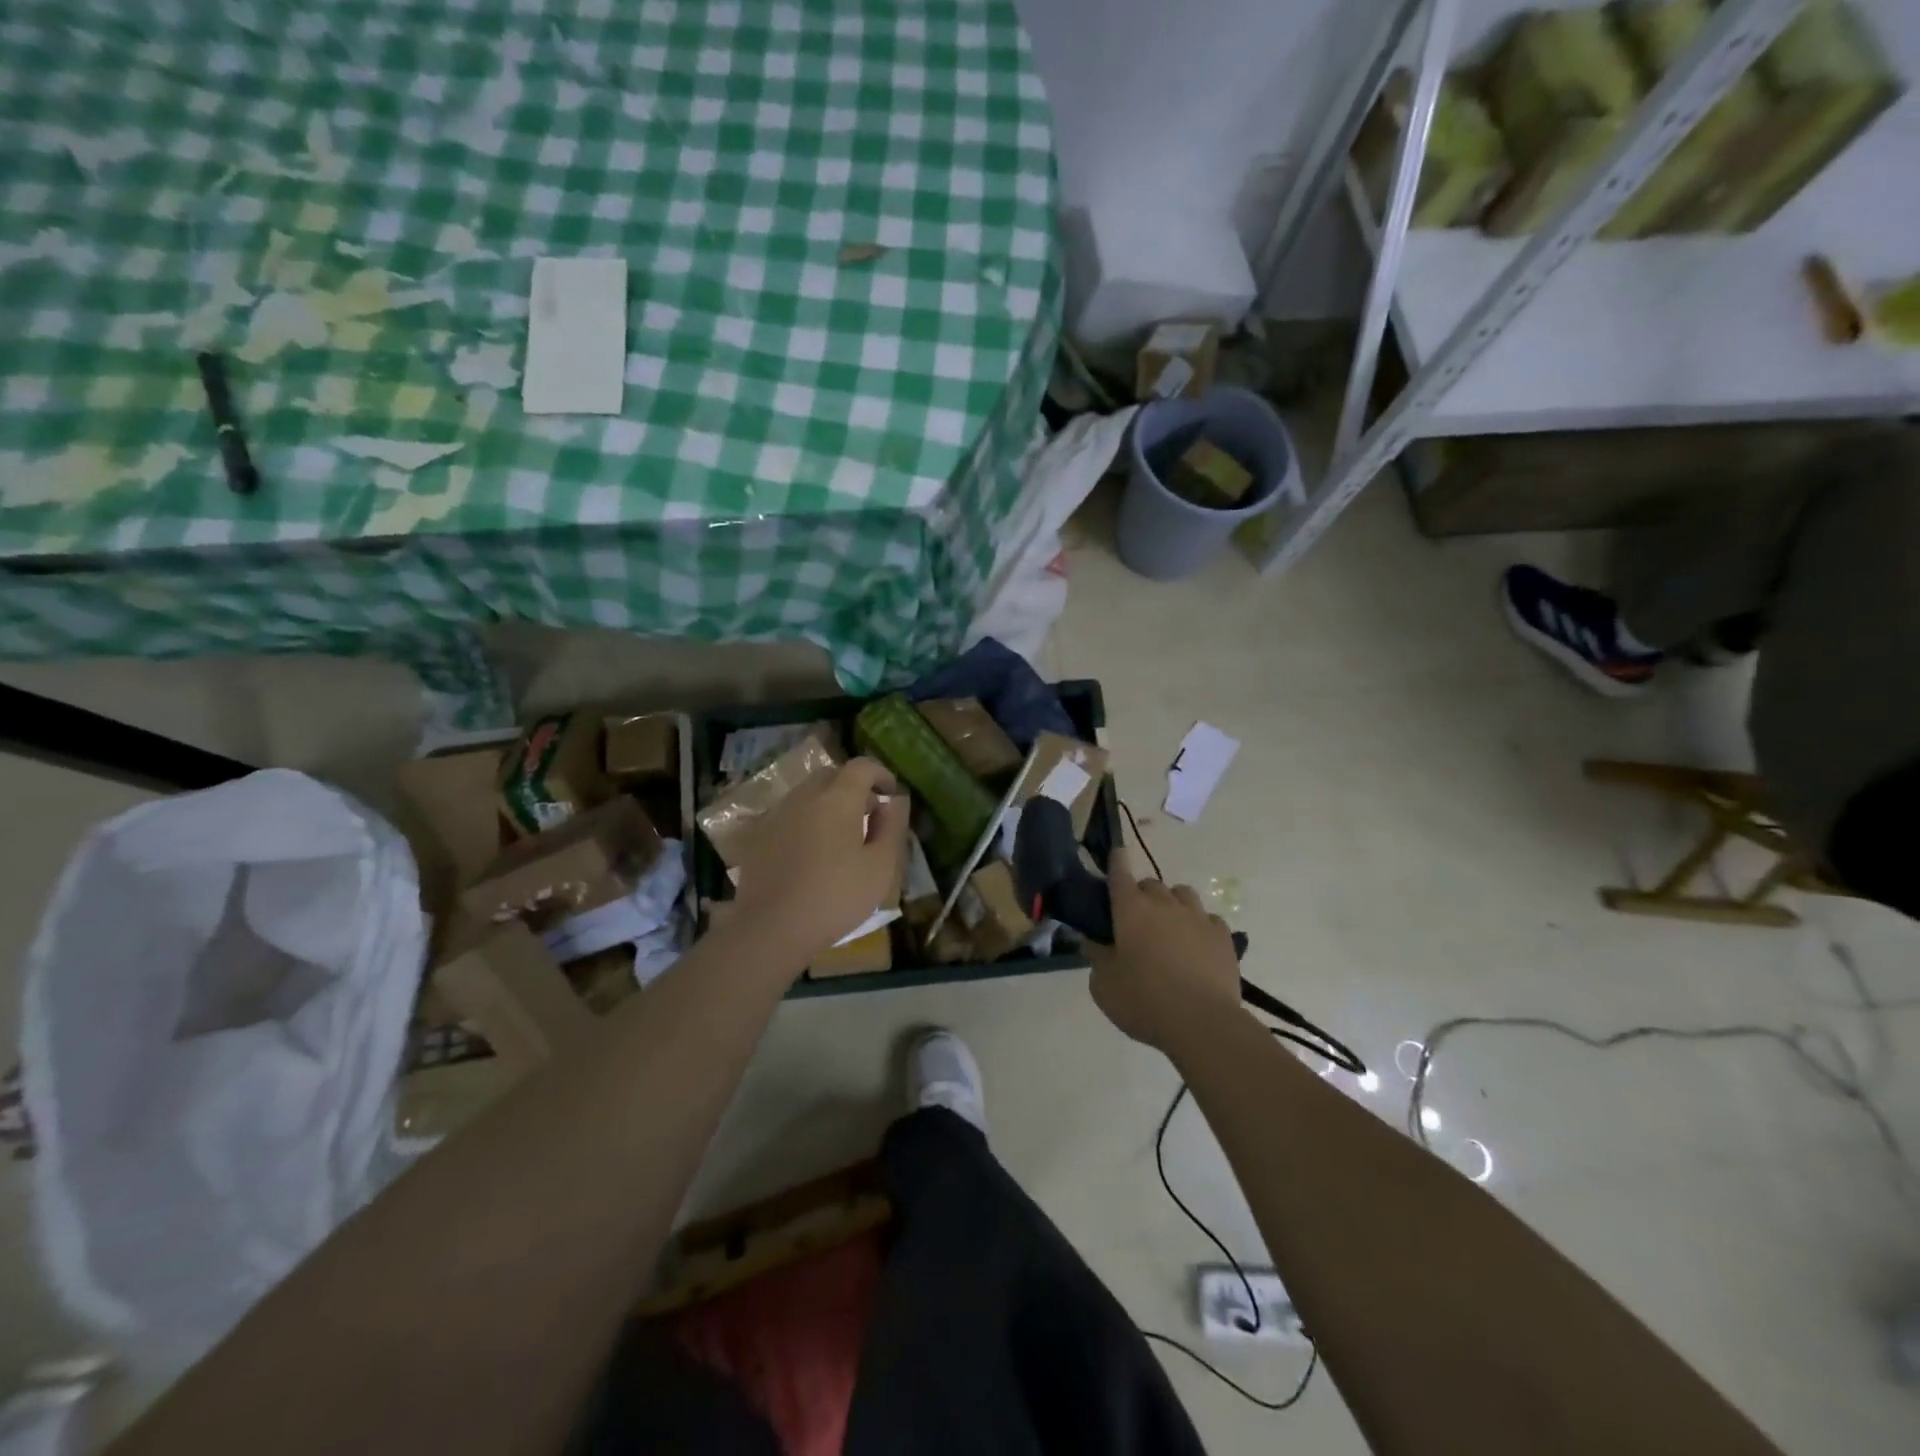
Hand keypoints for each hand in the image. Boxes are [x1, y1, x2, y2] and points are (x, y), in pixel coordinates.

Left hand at [728, 758, 908, 970]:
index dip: (880, 774)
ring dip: (827, 804)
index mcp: (837, 799)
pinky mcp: (758, 835)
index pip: (862, 766)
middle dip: (853, 788)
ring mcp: (777, 814)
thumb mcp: (880, 867)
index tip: (891, 793)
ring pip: (807, 794)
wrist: (771, 928)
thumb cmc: (835, 897)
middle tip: (867, 816)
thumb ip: (891, 827)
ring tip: (840, 836)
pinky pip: (789, 815)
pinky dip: (806, 821)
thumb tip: (893, 802)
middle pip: (832, 776)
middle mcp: (804, 796)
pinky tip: (811, 852)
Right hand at [1086, 846, 1242, 1052]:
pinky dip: (1198, 925)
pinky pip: (1208, 918)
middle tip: (1136, 919)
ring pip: (1182, 894)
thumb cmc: (1143, 1001)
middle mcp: (1164, 904)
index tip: (1116, 852)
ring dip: (1172, 903)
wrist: (1203, 1023)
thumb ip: (1096, 958)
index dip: (1117, 861)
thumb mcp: (1103, 986)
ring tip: (1169, 927)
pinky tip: (1196, 944)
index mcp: (1131, 910)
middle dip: (1142, 894)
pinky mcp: (1223, 936)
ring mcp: (1198, 917)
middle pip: (1151, 884)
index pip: (1120, 873)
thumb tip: (1093, 942)